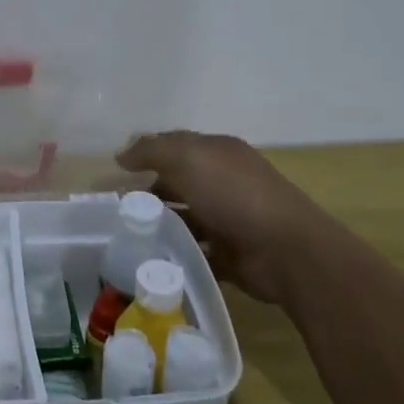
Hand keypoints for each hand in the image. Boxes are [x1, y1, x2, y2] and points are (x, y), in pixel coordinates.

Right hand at [117, 130, 328, 309]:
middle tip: (118, 208)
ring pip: (184, 218)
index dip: (146, 153)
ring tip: (127, 236)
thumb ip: (151, 151)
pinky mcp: (229, 253)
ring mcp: (228, 218)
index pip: (175, 145)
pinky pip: (195, 251)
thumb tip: (122, 155)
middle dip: (149, 192)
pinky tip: (152, 259)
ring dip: (160, 225)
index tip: (117, 171)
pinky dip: (176, 255)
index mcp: (218, 152)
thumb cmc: (235, 195)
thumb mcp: (188, 158)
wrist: (286, 251)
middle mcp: (223, 181)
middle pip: (178, 182)